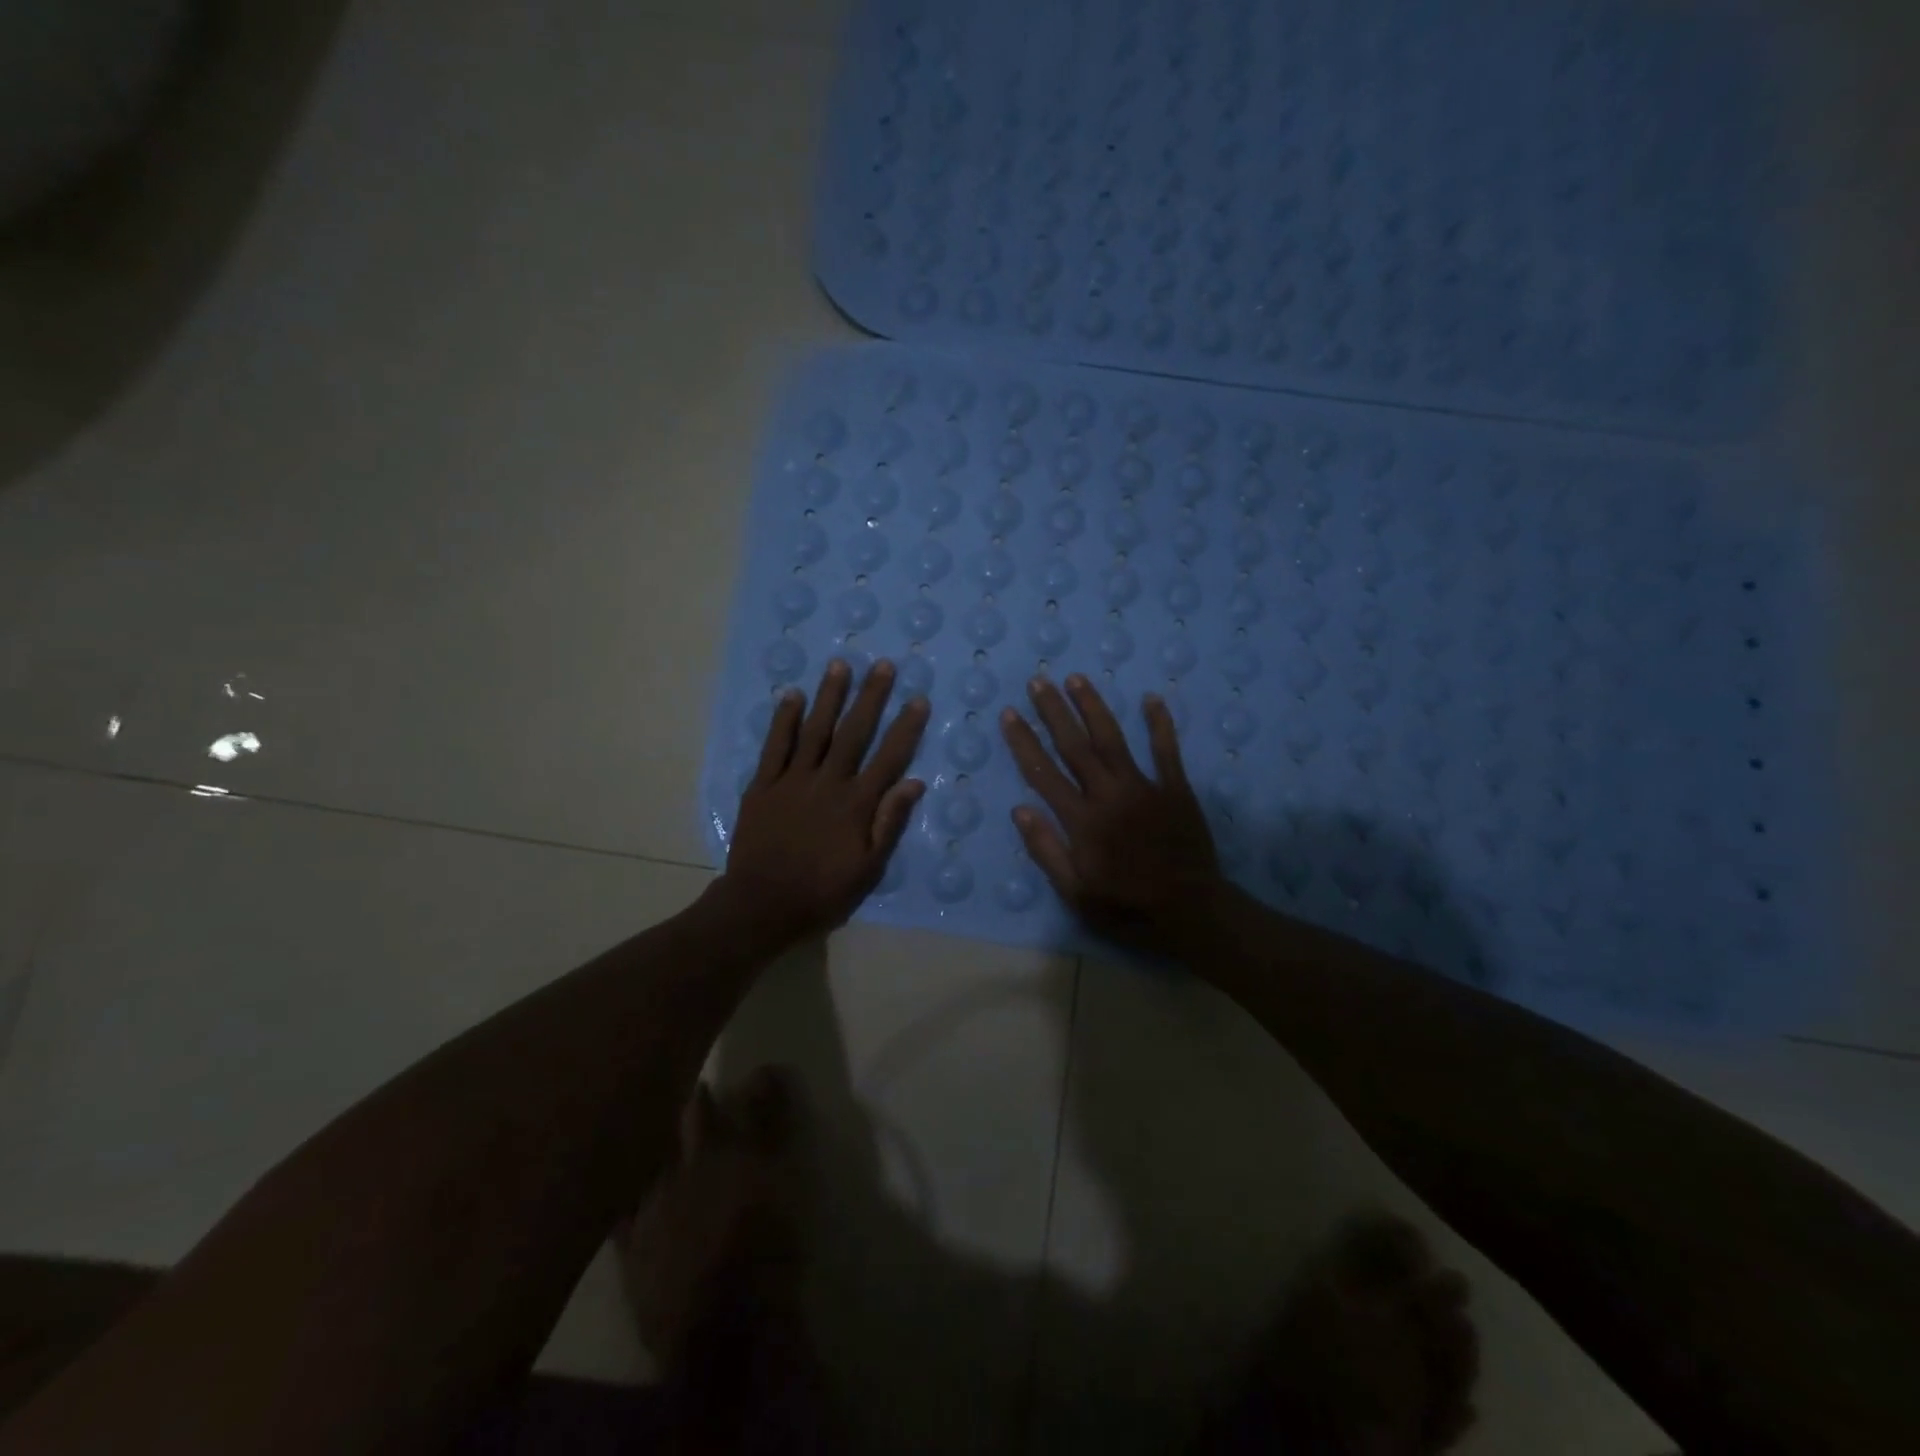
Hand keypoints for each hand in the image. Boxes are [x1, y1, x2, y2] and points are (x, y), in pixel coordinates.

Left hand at [717, 659, 929, 944]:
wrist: (762, 904)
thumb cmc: (822, 891)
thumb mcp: (868, 868)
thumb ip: (890, 823)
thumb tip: (915, 783)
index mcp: (857, 804)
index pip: (888, 758)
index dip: (905, 728)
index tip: (918, 699)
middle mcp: (828, 783)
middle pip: (854, 733)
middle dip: (870, 697)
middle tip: (883, 665)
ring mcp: (792, 780)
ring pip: (815, 730)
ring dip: (829, 696)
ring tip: (841, 665)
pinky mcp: (763, 785)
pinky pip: (775, 746)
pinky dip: (784, 720)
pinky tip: (793, 695)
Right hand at [1000, 674, 1224, 952]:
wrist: (1191, 912)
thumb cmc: (1127, 907)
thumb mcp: (1076, 893)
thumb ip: (1047, 851)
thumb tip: (1020, 811)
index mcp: (1082, 821)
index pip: (1044, 773)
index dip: (1024, 742)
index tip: (1009, 714)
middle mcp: (1109, 795)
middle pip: (1075, 746)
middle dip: (1054, 712)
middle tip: (1038, 681)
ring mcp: (1145, 788)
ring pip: (1113, 739)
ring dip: (1093, 707)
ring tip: (1077, 678)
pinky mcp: (1176, 789)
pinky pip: (1166, 750)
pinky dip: (1160, 724)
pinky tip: (1151, 698)